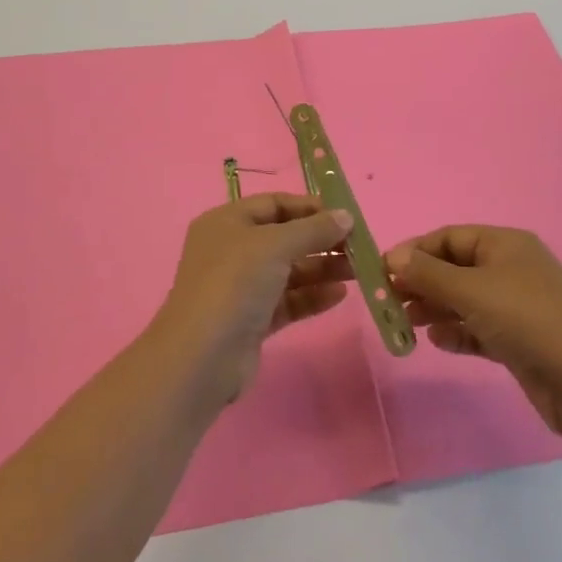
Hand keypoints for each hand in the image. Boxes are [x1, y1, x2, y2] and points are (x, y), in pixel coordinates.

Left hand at [153, 193, 355, 405]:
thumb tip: (346, 216)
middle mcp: (231, 250)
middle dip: (321, 240)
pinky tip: (340, 295)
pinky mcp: (251, 320)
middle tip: (359, 246)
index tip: (344, 216)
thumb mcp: (275, 245)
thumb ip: (313, 229)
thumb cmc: (234, 284)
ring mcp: (240, 287)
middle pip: (284, 238)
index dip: (309, 208)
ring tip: (358, 270)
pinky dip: (312, 296)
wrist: (202, 358)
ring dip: (322, 268)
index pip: (274, 204)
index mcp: (226, 222)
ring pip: (288, 271)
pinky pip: (288, 300)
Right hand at [386, 226, 561, 440]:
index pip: (448, 238)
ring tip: (405, 323)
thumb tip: (393, 257)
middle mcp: (510, 269)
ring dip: (434, 309)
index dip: (415, 251)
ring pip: (464, 300)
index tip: (383, 272)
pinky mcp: (519, 341)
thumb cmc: (527, 320)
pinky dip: (456, 333)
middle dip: (421, 282)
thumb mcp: (471, 290)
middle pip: (454, 268)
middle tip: (388, 302)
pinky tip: (437, 342)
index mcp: (504, 244)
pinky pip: (478, 329)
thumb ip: (428, 274)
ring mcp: (516, 306)